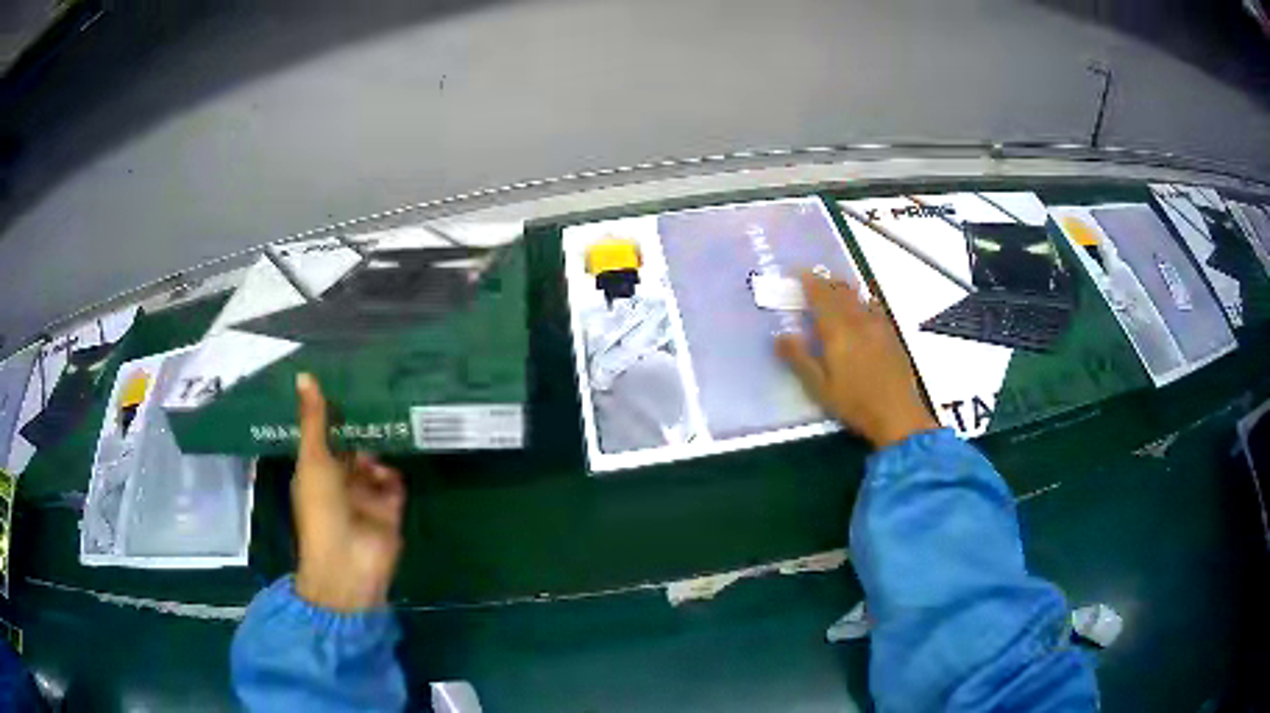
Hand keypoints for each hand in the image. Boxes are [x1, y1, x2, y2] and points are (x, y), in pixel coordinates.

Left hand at [292, 373, 405, 611]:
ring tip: (388, 425)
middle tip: (375, 396)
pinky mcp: (389, 511)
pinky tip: (391, 466)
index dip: (332, 416)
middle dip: (360, 431)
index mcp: (315, 472)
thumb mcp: (313, 460)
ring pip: (374, 465)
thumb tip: (304, 374)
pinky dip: (393, 474)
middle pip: (351, 450)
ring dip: (377, 451)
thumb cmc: (321, 509)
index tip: (345, 384)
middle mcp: (339, 483)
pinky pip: (394, 485)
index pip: (324, 438)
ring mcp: (365, 498)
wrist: (348, 562)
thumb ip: (314, 420)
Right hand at [776, 272, 937, 449]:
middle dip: (826, 281)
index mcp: (837, 330)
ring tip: (835, 285)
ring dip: (844, 287)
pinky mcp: (891, 335)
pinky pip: (875, 307)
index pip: (821, 296)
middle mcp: (858, 320)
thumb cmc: (854, 402)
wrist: (896, 413)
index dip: (809, 282)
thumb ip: (799, 359)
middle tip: (813, 277)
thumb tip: (780, 336)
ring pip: (859, 296)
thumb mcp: (819, 386)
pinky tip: (865, 304)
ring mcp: (878, 325)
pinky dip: (864, 299)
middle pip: (840, 291)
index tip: (797, 271)